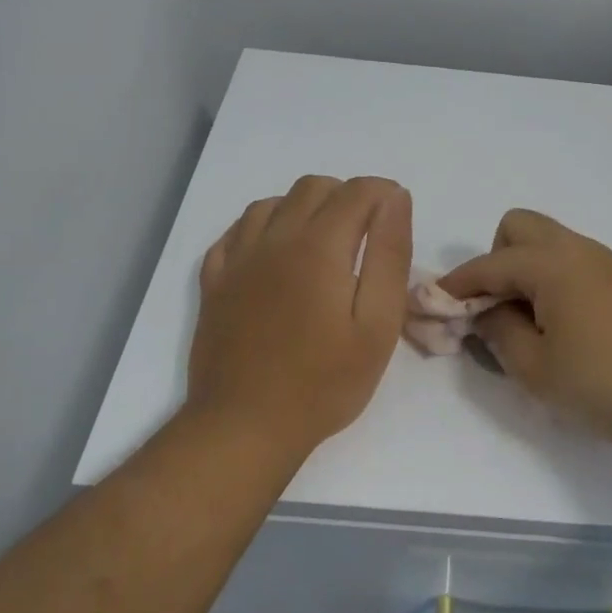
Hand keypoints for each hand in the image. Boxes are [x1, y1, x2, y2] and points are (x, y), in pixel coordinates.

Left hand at [187, 175, 411, 455]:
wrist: (245, 425)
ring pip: (272, 202)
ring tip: (322, 244)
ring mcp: (238, 259)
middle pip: (313, 187)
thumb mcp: (377, 324)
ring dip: (303, 208)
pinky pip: (236, 231)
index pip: (357, 192)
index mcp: (318, 247)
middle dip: (346, 196)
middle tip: (365, 235)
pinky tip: (275, 253)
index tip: (397, 218)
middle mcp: (274, 239)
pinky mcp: (214, 282)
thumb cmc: (324, 382)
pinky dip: (262, 227)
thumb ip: (389, 255)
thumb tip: (395, 199)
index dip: (384, 194)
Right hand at [438, 209, 611, 451]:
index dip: (454, 287)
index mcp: (550, 264)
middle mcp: (577, 250)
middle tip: (496, 311)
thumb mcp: (536, 370)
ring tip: (527, 325)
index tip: (432, 308)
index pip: (487, 265)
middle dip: (495, 262)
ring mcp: (606, 263)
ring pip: (548, 244)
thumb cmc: (607, 383)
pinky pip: (572, 263)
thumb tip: (486, 313)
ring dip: (524, 272)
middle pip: (518, 228)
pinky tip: (562, 327)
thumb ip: (499, 334)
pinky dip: (552, 282)